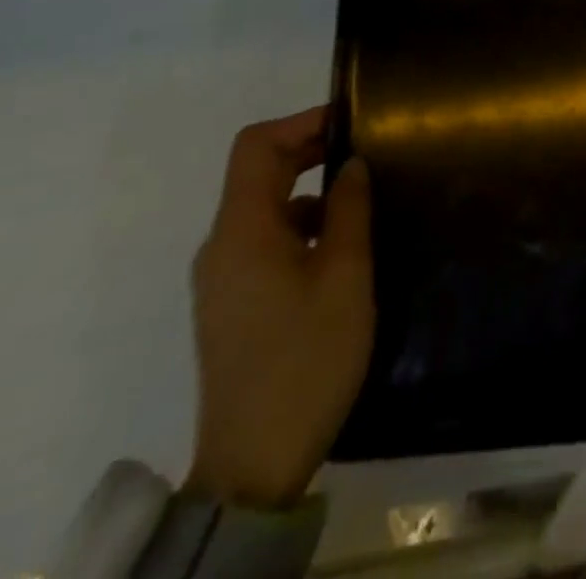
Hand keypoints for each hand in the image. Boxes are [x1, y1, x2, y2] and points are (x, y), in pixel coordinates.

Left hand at [185, 107, 373, 507]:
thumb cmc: (306, 358)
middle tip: (364, 151)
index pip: (256, 146)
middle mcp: (222, 245)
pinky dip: (297, 224)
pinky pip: (262, 240)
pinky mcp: (231, 302)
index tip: (350, 121)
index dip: (301, 122)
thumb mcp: (344, 277)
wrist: (254, 462)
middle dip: (308, 150)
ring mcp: (222, 276)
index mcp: (242, 231)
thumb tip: (351, 165)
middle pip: (258, 172)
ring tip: (359, 198)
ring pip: (262, 207)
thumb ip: (348, 210)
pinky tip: (337, 247)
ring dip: (306, 189)